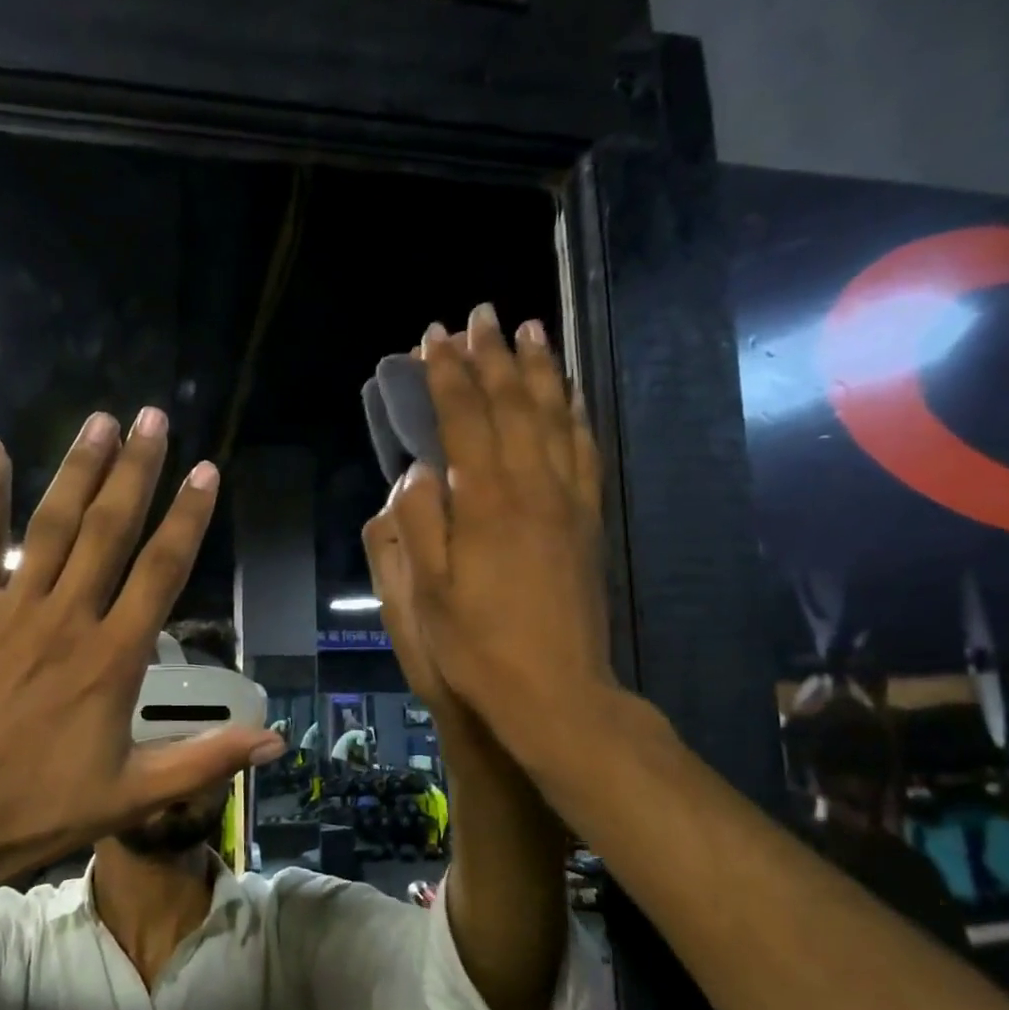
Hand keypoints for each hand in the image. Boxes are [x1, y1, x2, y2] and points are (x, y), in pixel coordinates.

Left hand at [0, 409, 283, 894]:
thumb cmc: (35, 812)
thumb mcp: (133, 796)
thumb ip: (206, 760)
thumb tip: (276, 740)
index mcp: (113, 658)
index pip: (162, 571)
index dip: (188, 518)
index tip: (206, 471)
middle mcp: (66, 619)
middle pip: (110, 530)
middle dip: (137, 470)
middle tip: (153, 417)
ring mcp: (6, 611)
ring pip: (51, 526)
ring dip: (78, 470)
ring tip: (101, 420)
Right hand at [386, 306, 616, 766]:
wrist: (555, 693)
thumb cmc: (477, 648)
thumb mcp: (426, 595)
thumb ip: (419, 524)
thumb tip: (419, 470)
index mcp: (486, 504)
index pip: (465, 420)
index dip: (447, 376)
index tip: (433, 338)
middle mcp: (533, 489)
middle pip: (514, 406)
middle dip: (494, 357)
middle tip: (482, 316)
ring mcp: (569, 504)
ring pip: (556, 419)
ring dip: (541, 372)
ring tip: (531, 332)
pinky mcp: (589, 523)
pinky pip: (585, 452)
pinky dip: (575, 415)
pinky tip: (570, 398)